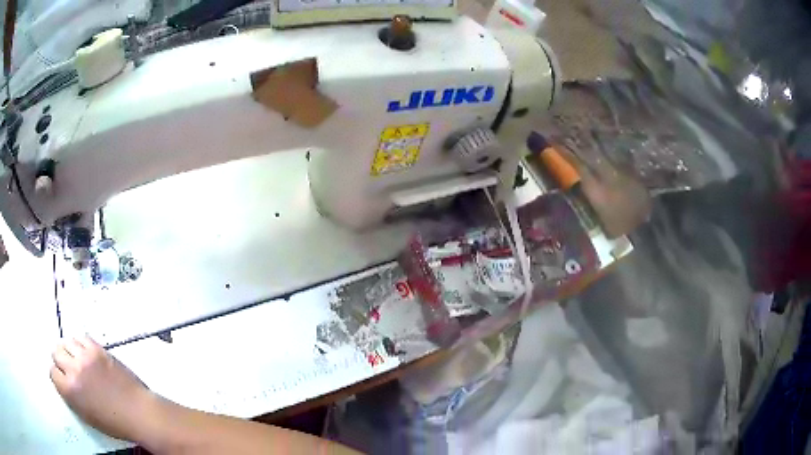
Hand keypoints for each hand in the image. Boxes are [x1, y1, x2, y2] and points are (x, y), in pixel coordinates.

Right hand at [51, 335, 152, 440]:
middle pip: (56, 352)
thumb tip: (64, 381)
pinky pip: (82, 338)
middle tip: (68, 367)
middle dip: (61, 360)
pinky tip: (86, 353)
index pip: (52, 372)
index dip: (58, 376)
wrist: (138, 412)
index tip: (63, 378)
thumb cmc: (114, 422)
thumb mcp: (86, 415)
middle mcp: (73, 369)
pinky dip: (81, 344)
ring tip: (77, 359)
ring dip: (69, 350)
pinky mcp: (97, 349)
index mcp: (69, 390)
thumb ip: (71, 395)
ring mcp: (85, 356)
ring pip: (67, 342)